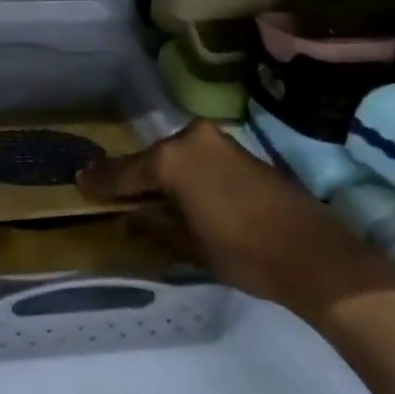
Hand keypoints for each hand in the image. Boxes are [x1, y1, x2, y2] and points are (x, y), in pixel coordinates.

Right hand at [77, 121, 394, 329]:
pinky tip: (179, 192)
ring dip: (160, 174)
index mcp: (172, 159)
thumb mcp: (188, 245)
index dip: (101, 181)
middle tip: (110, 191)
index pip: (125, 171)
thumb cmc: (244, 252)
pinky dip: (184, 173)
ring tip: (142, 194)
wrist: (315, 254)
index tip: (79, 180)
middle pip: (151, 159)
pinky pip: (197, 159)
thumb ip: (153, 224)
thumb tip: (129, 215)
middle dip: (132, 176)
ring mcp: (218, 142)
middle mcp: (191, 139)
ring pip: (175, 157)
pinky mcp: (240, 151)